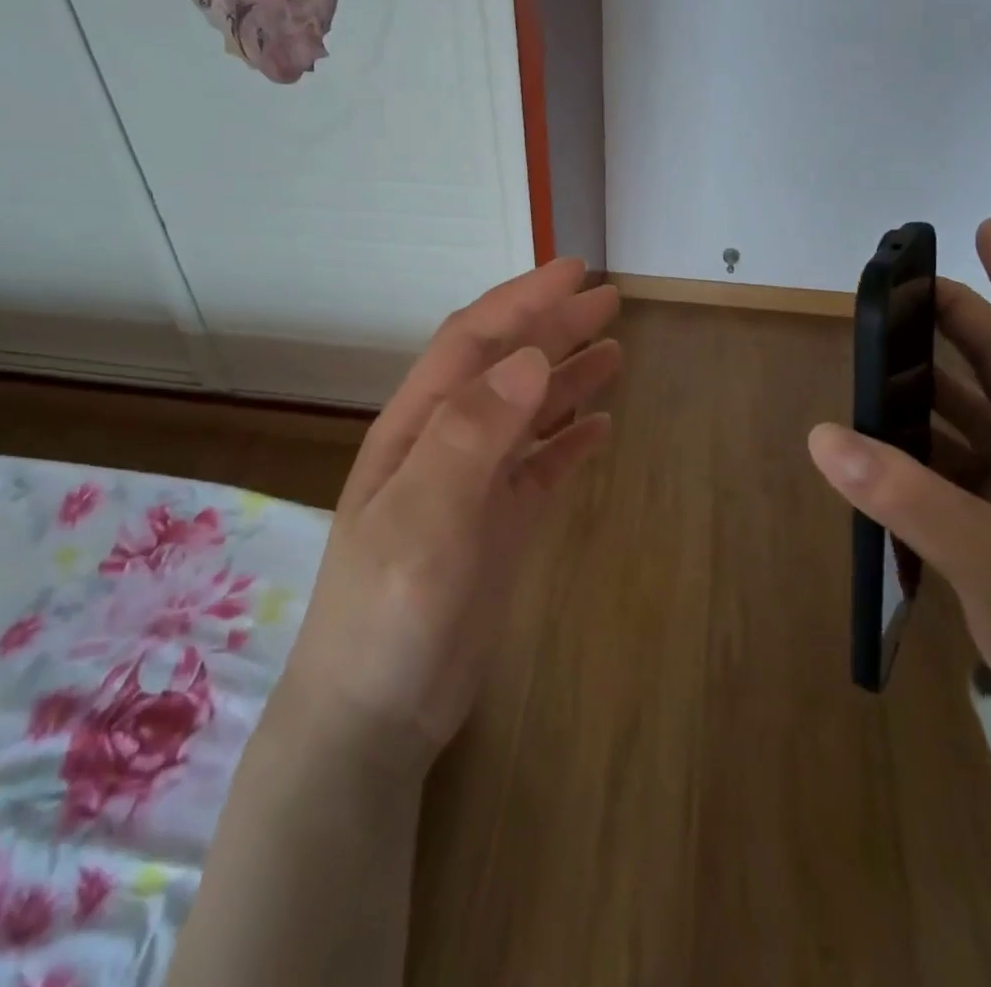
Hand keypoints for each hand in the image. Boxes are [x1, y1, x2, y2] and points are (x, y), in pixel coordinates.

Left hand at [276, 257, 620, 762]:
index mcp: (419, 426)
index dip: (522, 301)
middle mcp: (447, 443)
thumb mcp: (423, 520)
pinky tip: (601, 427)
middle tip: (610, 301)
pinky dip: (570, 441)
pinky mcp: (498, 525)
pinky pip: (541, 467)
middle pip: (506, 367)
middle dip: (553, 328)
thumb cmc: (387, 614)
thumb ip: (471, 435)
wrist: (375, 716)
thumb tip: (530, 358)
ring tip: (616, 352)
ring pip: (528, 413)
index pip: (474, 342)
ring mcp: (474, 485)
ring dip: (568, 378)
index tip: (575, 273)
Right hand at [808, 218, 990, 694]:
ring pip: (976, 411)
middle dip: (959, 321)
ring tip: (882, 354)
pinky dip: (920, 437)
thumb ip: (907, 496)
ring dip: (933, 378)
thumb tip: (824, 435)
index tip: (986, 228)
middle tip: (904, 291)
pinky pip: (955, 457)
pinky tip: (883, 435)